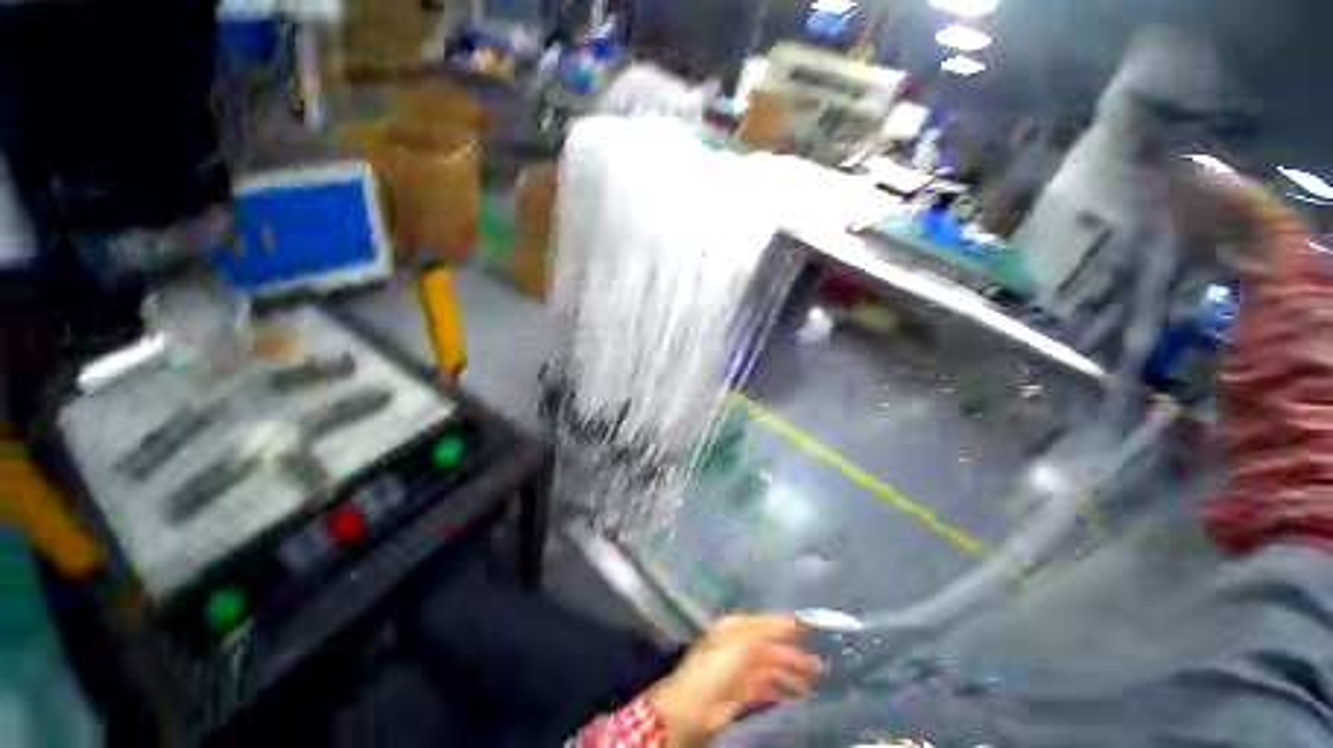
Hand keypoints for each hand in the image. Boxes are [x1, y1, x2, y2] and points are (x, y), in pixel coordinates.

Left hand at [646, 615, 825, 747]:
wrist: (695, 706)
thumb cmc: (718, 666)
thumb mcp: (743, 641)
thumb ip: (769, 630)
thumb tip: (794, 619)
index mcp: (737, 626)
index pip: (768, 622)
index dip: (789, 625)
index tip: (813, 629)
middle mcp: (741, 644)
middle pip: (774, 648)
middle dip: (796, 655)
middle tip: (822, 666)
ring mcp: (743, 670)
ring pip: (773, 669)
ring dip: (793, 675)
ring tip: (815, 684)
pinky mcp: (744, 693)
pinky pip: (768, 688)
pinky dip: (783, 690)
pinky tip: (798, 696)